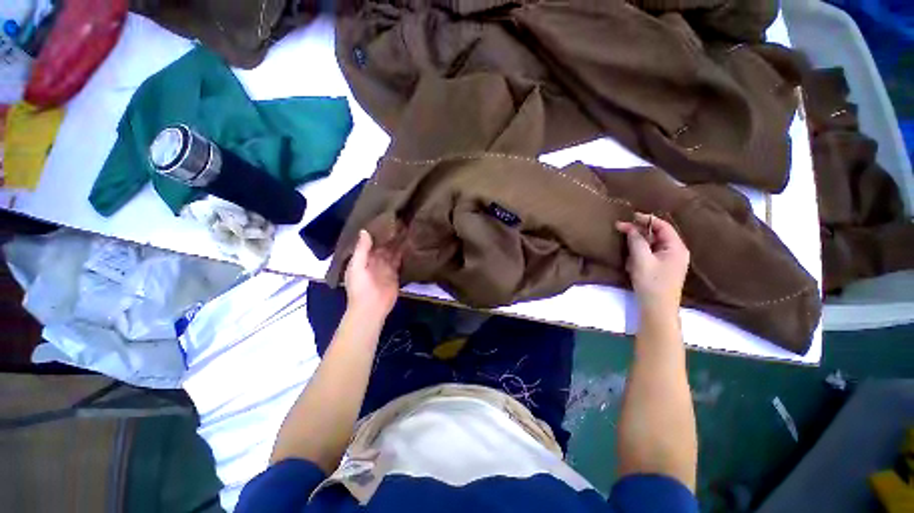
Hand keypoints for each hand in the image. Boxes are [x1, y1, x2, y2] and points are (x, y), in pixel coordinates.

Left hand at [345, 230, 402, 320]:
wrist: (371, 308)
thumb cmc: (360, 287)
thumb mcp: (357, 266)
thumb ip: (362, 249)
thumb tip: (365, 231)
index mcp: (363, 258)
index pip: (371, 242)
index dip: (377, 233)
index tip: (385, 220)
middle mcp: (375, 261)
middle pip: (383, 246)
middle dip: (389, 237)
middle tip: (400, 222)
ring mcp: (386, 267)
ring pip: (392, 252)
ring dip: (398, 244)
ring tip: (406, 230)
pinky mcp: (396, 274)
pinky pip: (399, 261)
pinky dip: (403, 254)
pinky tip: (409, 244)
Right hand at [616, 213, 689, 313]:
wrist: (657, 308)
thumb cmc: (651, 282)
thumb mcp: (641, 259)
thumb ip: (636, 241)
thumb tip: (630, 227)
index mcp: (676, 247)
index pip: (663, 226)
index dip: (646, 219)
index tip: (629, 216)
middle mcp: (676, 251)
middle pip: (658, 234)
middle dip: (639, 231)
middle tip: (621, 229)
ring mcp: (670, 261)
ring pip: (652, 244)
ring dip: (638, 243)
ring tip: (624, 245)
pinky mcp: (663, 268)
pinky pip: (651, 254)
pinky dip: (640, 253)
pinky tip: (630, 259)